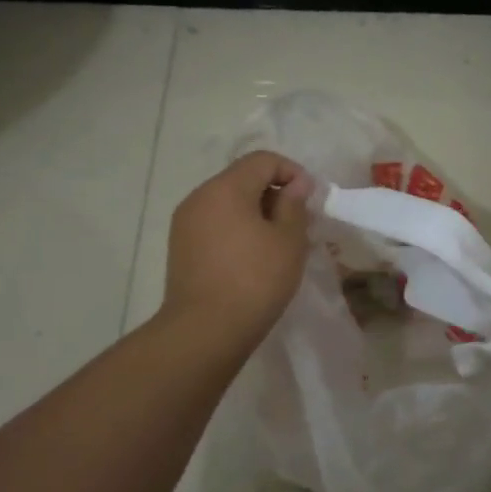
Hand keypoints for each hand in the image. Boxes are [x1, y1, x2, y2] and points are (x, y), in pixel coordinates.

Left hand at [162, 152, 313, 350]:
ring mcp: (185, 222)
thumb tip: (297, 183)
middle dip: (274, 193)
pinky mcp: (181, 247)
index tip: (310, 199)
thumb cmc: (255, 281)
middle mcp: (199, 197)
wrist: (205, 331)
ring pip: (228, 203)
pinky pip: (215, 224)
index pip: (262, 160)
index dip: (292, 171)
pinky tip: (252, 258)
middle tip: (298, 223)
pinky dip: (237, 229)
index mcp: (225, 188)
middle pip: (242, 179)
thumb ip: (294, 205)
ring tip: (277, 243)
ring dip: (256, 213)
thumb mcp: (288, 241)